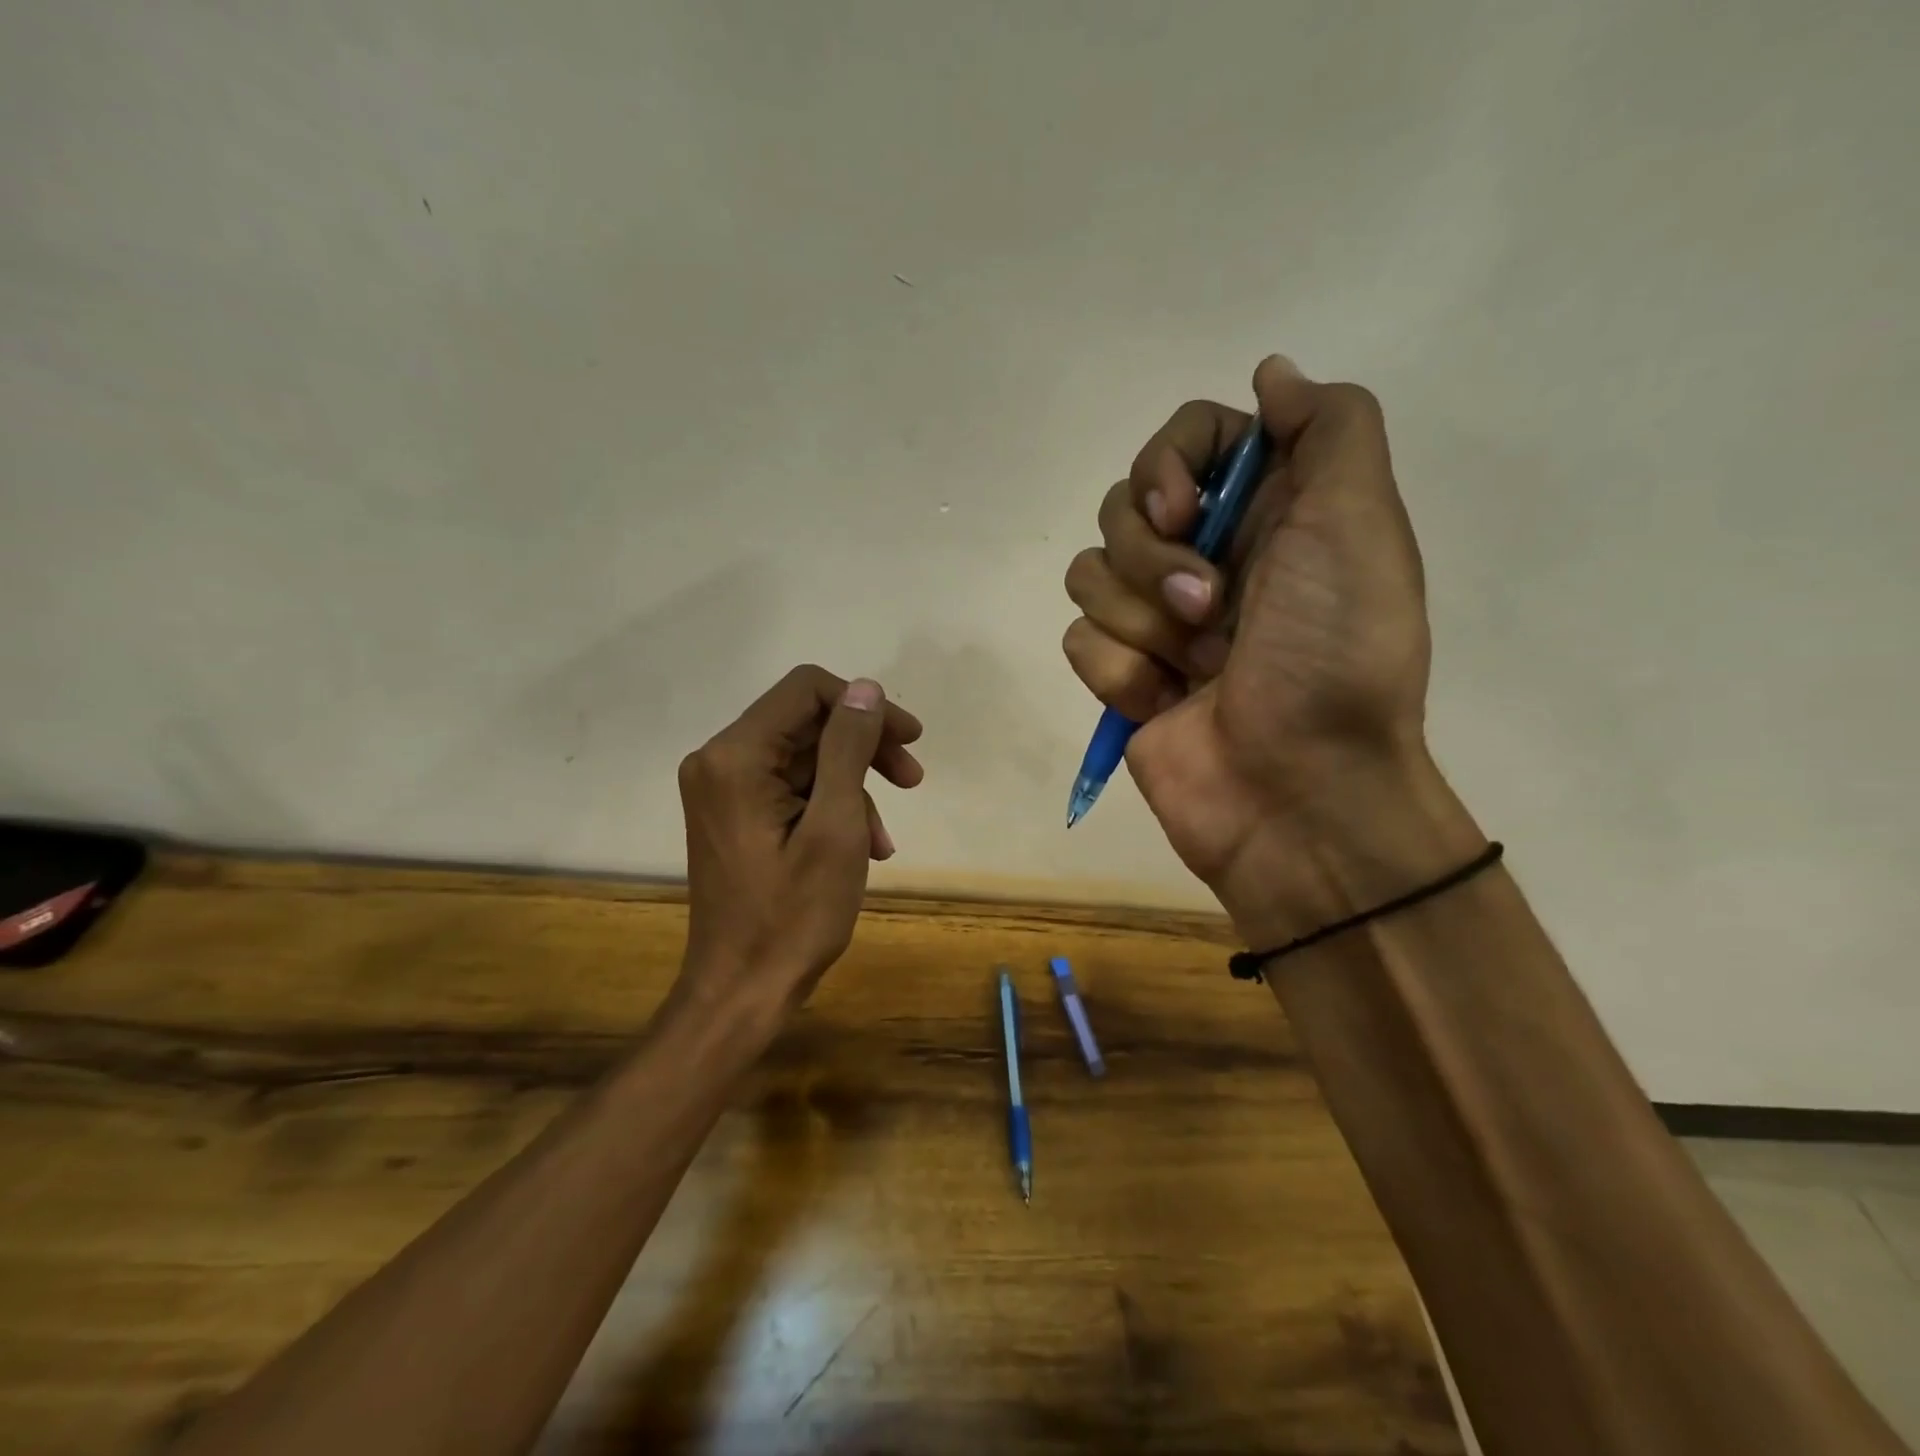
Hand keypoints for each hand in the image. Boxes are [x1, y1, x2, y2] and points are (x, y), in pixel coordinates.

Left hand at [674, 665, 923, 1021]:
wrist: (742, 990)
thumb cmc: (793, 916)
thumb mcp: (835, 827)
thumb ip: (848, 748)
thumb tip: (866, 688)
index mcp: (736, 756)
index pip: (806, 690)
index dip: (864, 706)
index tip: (910, 739)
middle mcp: (720, 760)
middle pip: (806, 722)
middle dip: (864, 747)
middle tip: (913, 779)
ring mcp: (724, 788)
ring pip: (804, 757)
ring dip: (854, 786)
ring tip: (884, 837)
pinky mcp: (734, 813)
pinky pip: (791, 788)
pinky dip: (831, 807)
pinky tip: (865, 847)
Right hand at [1063, 356, 1458, 943]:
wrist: (1298, 792)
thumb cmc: (1335, 657)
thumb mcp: (1359, 525)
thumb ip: (1329, 428)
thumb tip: (1270, 373)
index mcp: (1267, 511)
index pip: (1187, 439)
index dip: (1169, 463)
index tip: (1188, 512)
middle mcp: (1208, 555)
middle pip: (1122, 504)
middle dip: (1155, 559)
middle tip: (1210, 609)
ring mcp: (1157, 620)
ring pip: (1090, 571)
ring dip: (1140, 621)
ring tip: (1193, 666)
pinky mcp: (1122, 674)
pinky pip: (1080, 640)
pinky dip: (1121, 674)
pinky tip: (1163, 704)